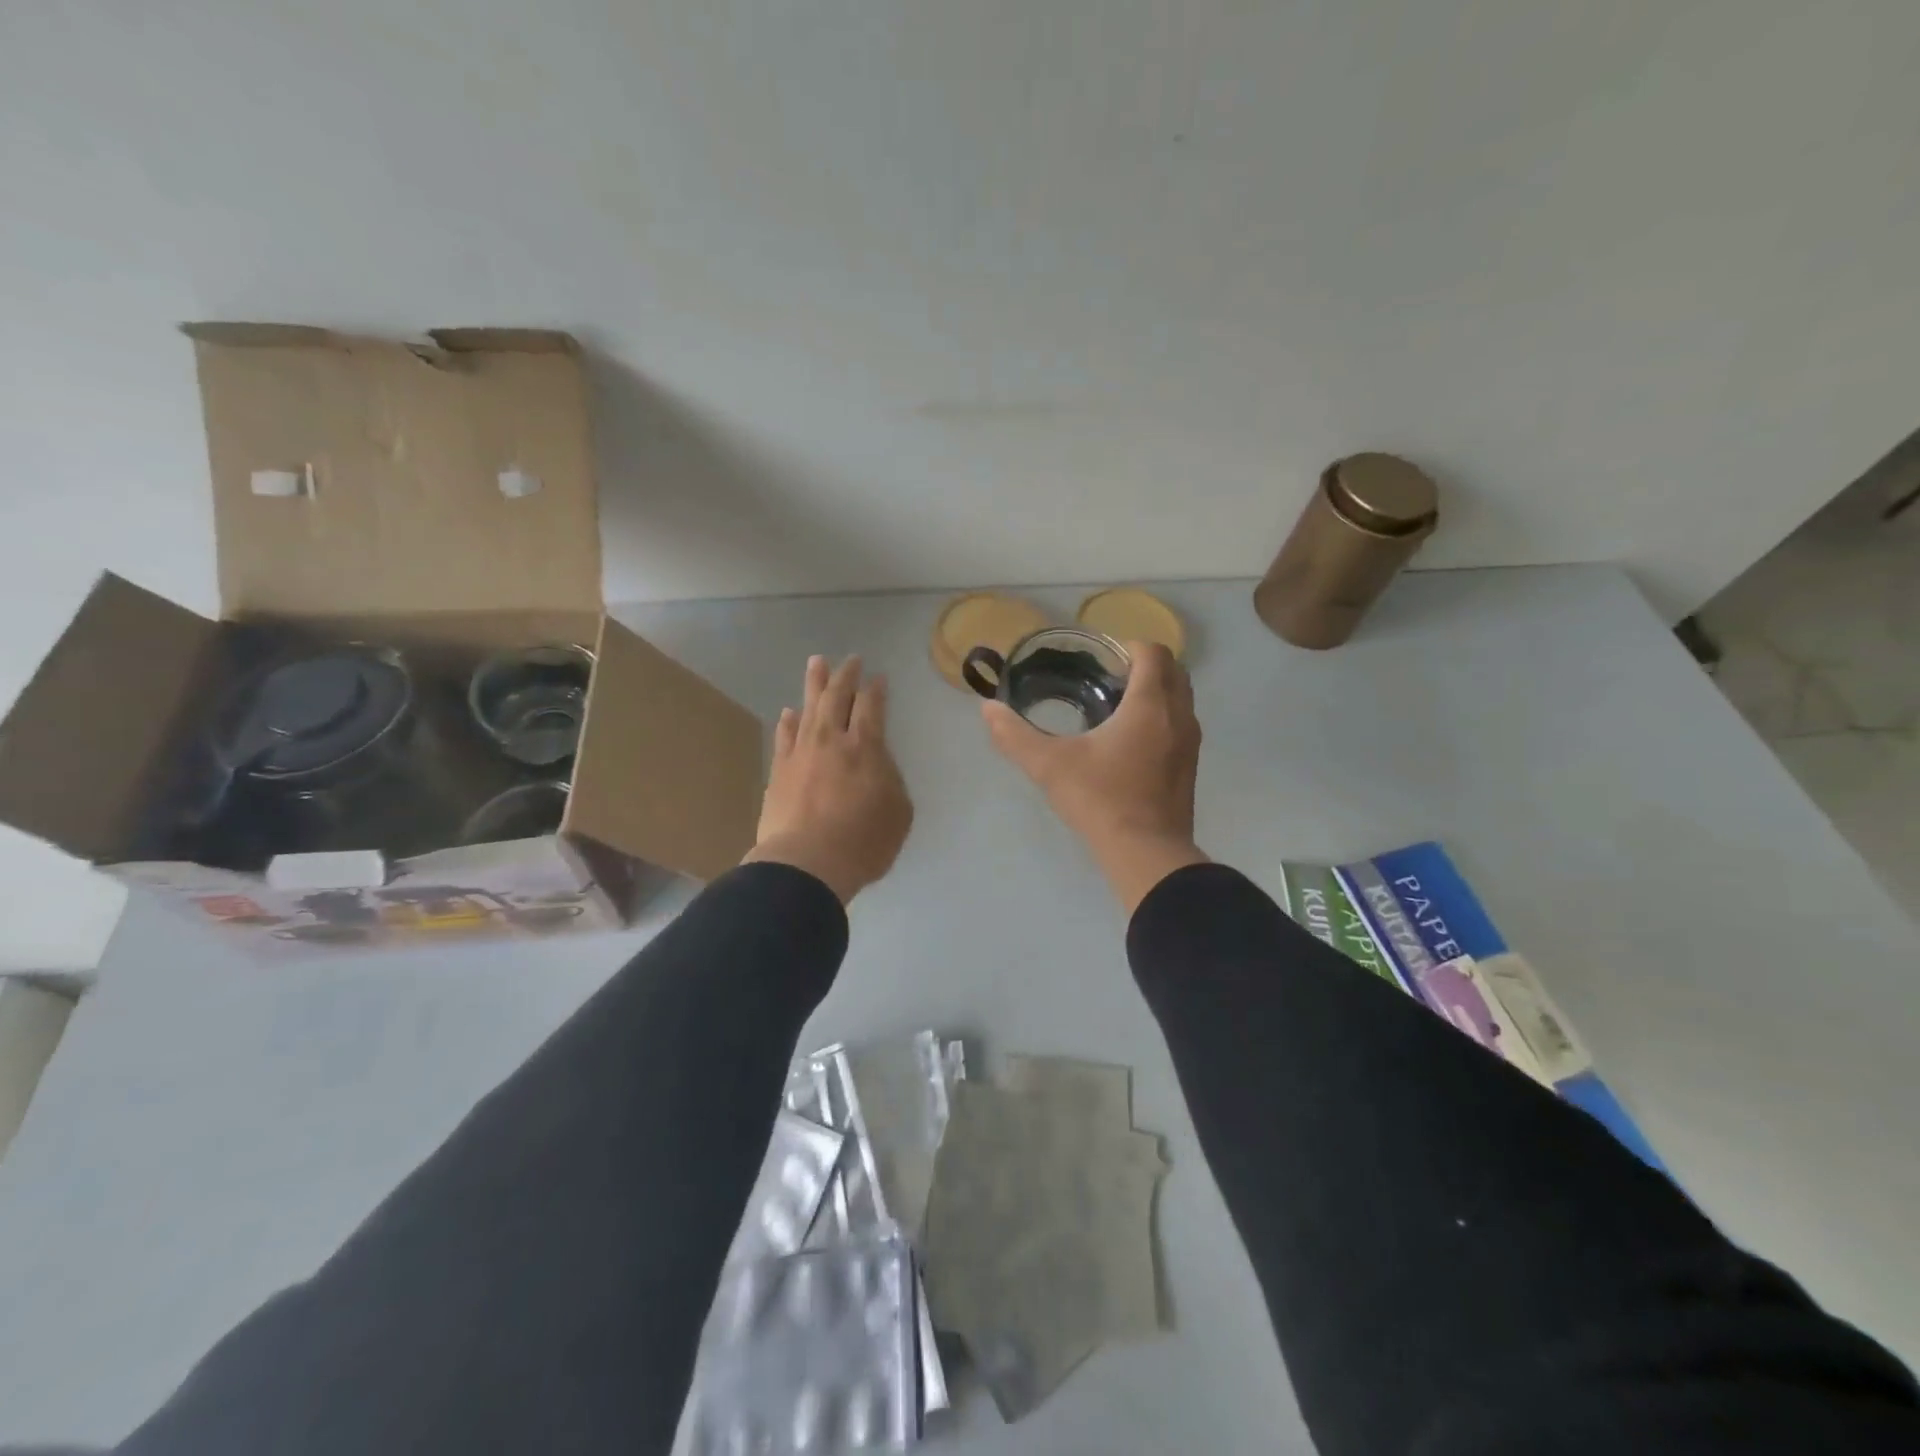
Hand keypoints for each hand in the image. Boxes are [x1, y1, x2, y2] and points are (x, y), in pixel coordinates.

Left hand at [744, 655, 913, 904]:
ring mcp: (801, 753)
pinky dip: (788, 722)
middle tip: (850, 659)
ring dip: (814, 684)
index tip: (878, 677)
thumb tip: (877, 767)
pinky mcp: (779, 772)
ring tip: (816, 663)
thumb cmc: (863, 842)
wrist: (805, 864)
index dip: (876, 689)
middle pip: (837, 697)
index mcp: (866, 747)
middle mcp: (831, 740)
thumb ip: (891, 781)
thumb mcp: (898, 813)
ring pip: (808, 708)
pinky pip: (785, 737)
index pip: (872, 706)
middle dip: (846, 675)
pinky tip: (789, 713)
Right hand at [983, 641, 1208, 911]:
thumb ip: (1014, 735)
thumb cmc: (1100, 799)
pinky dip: (1162, 718)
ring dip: (1157, 692)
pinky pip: (1181, 725)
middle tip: (1108, 677)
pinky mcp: (1190, 768)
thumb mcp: (1048, 765)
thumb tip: (987, 708)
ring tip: (1117, 707)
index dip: (1129, 646)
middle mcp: (1178, 716)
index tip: (1103, 657)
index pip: (1153, 652)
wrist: (1146, 854)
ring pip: (1181, 699)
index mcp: (1150, 705)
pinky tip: (1130, 742)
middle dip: (1145, 665)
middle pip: (1173, 670)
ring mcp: (1190, 744)